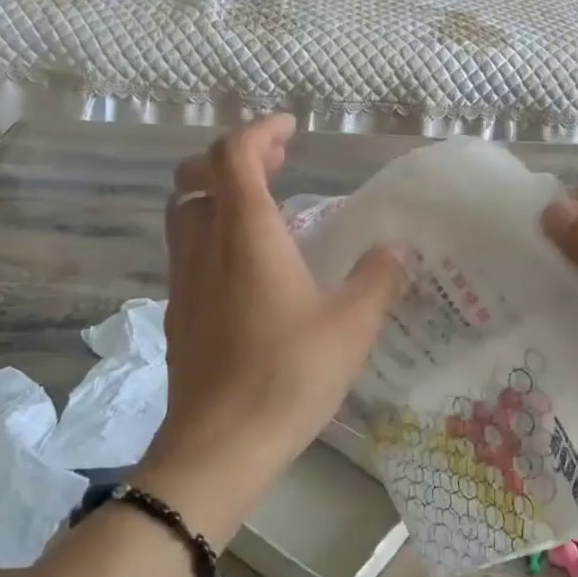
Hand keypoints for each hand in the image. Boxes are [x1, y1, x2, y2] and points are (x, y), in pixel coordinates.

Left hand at [145, 116, 407, 543]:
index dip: (259, 131)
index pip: (234, 155)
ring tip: (263, 201)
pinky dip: (213, 228)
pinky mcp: (179, 311)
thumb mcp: (352, 325)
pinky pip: (188, 247)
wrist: (218, 448)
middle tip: (278, 159)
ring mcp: (185, 279)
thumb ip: (379, 279)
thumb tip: (397, 250)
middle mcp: (206, 245)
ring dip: (218, 190)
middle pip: (198, 175)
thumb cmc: (288, 375)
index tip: (290, 128)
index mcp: (247, 234)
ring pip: (185, 210)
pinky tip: (248, 262)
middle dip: (236, 155)